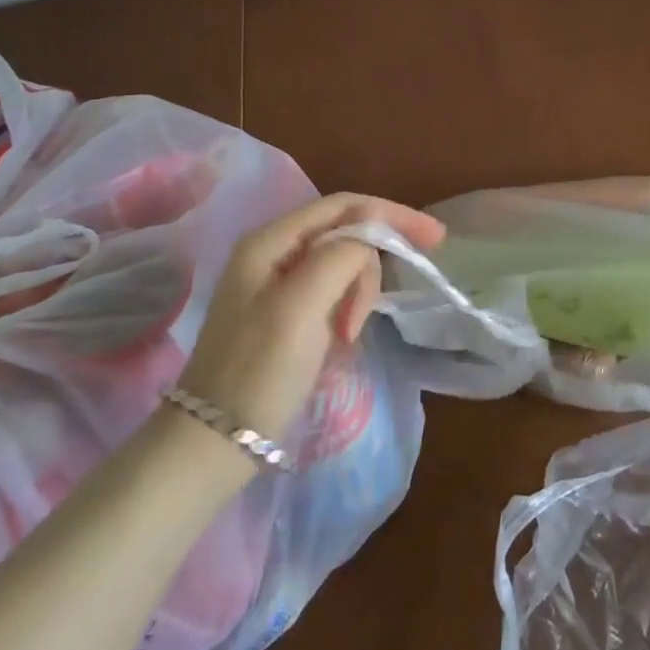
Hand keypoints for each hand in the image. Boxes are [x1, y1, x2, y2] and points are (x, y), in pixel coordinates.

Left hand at [177, 194, 444, 443]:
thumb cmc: (259, 371)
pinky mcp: (286, 312)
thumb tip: (369, 239)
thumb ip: (340, 257)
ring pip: (342, 265)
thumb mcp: (301, 307)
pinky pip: (333, 291)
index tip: (435, 238)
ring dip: (358, 294)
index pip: (344, 206)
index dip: (391, 214)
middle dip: (368, 266)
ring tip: (349, 334)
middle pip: (345, 234)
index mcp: (270, 241)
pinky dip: (347, 308)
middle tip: (367, 314)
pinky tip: (344, 335)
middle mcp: (273, 252)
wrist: (214, 444)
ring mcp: (277, 283)